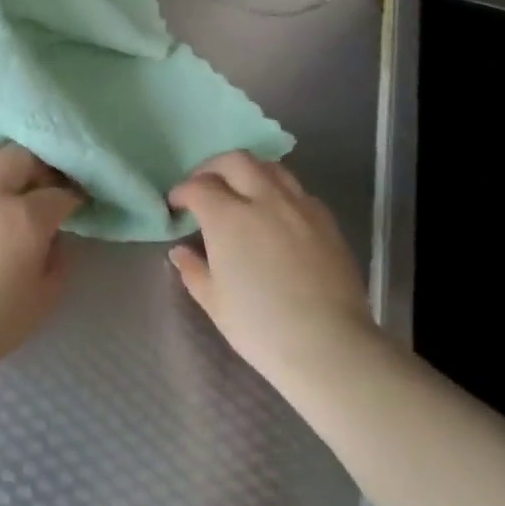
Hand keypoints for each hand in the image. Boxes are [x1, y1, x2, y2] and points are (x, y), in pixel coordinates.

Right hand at [168, 151, 375, 383]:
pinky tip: (275, 215)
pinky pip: (297, 190)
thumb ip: (194, 270)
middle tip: (204, 187)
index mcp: (228, 217)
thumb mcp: (214, 302)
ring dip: (248, 172)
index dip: (182, 192)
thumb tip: (181, 252)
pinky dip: (278, 191)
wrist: (328, 344)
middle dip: (213, 168)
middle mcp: (264, 199)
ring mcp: (299, 205)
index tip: (177, 205)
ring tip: (241, 192)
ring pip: (270, 167)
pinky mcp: (325, 219)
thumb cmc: (260, 326)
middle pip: (235, 161)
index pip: (198, 186)